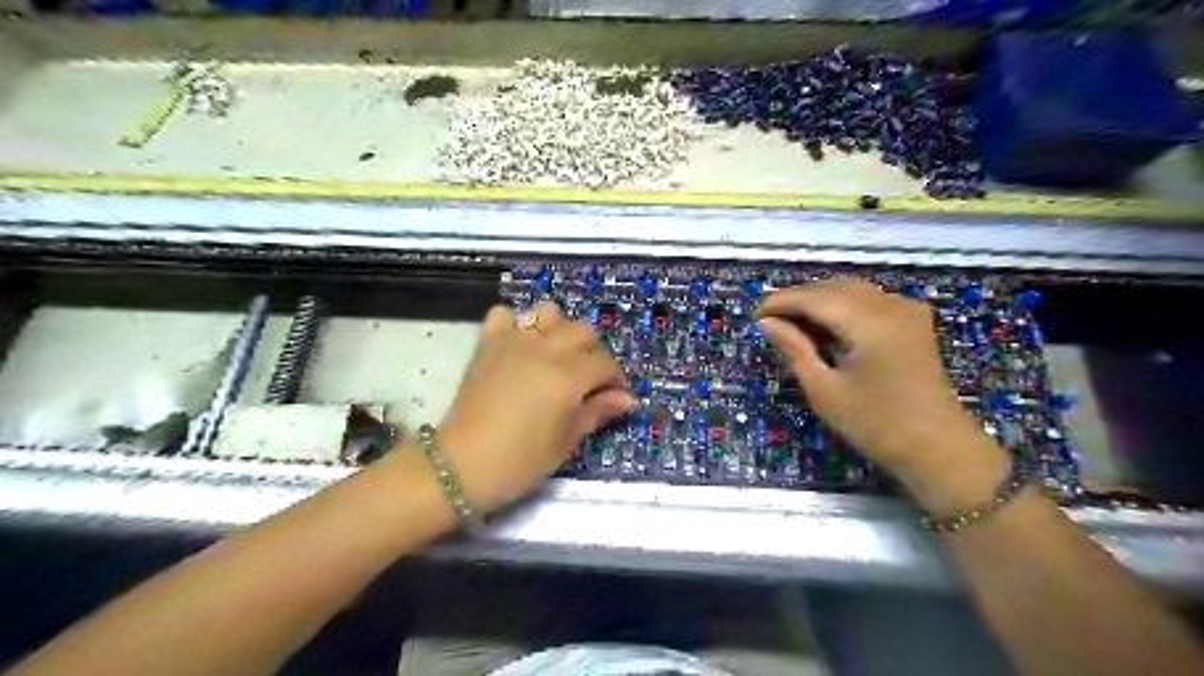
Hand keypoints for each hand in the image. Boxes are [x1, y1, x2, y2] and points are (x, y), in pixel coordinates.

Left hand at [436, 301, 637, 512]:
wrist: (462, 465)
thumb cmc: (521, 460)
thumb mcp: (566, 441)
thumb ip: (597, 411)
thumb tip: (629, 400)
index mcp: (569, 376)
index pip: (605, 364)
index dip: (615, 379)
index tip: (613, 396)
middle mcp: (545, 349)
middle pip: (583, 331)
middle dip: (592, 352)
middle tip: (586, 378)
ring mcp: (513, 342)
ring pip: (548, 312)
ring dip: (558, 329)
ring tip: (555, 355)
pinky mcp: (488, 344)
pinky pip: (503, 315)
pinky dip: (514, 324)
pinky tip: (519, 346)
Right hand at [756, 279, 992, 473]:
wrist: (937, 447)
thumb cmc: (876, 425)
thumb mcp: (825, 390)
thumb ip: (794, 349)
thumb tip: (766, 323)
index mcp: (870, 323)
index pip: (815, 298)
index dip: (781, 302)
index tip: (755, 315)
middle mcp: (891, 305)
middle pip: (833, 288)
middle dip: (798, 299)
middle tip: (770, 320)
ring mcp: (906, 309)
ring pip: (851, 290)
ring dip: (819, 301)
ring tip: (791, 323)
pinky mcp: (913, 319)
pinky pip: (868, 299)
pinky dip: (842, 306)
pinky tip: (825, 325)